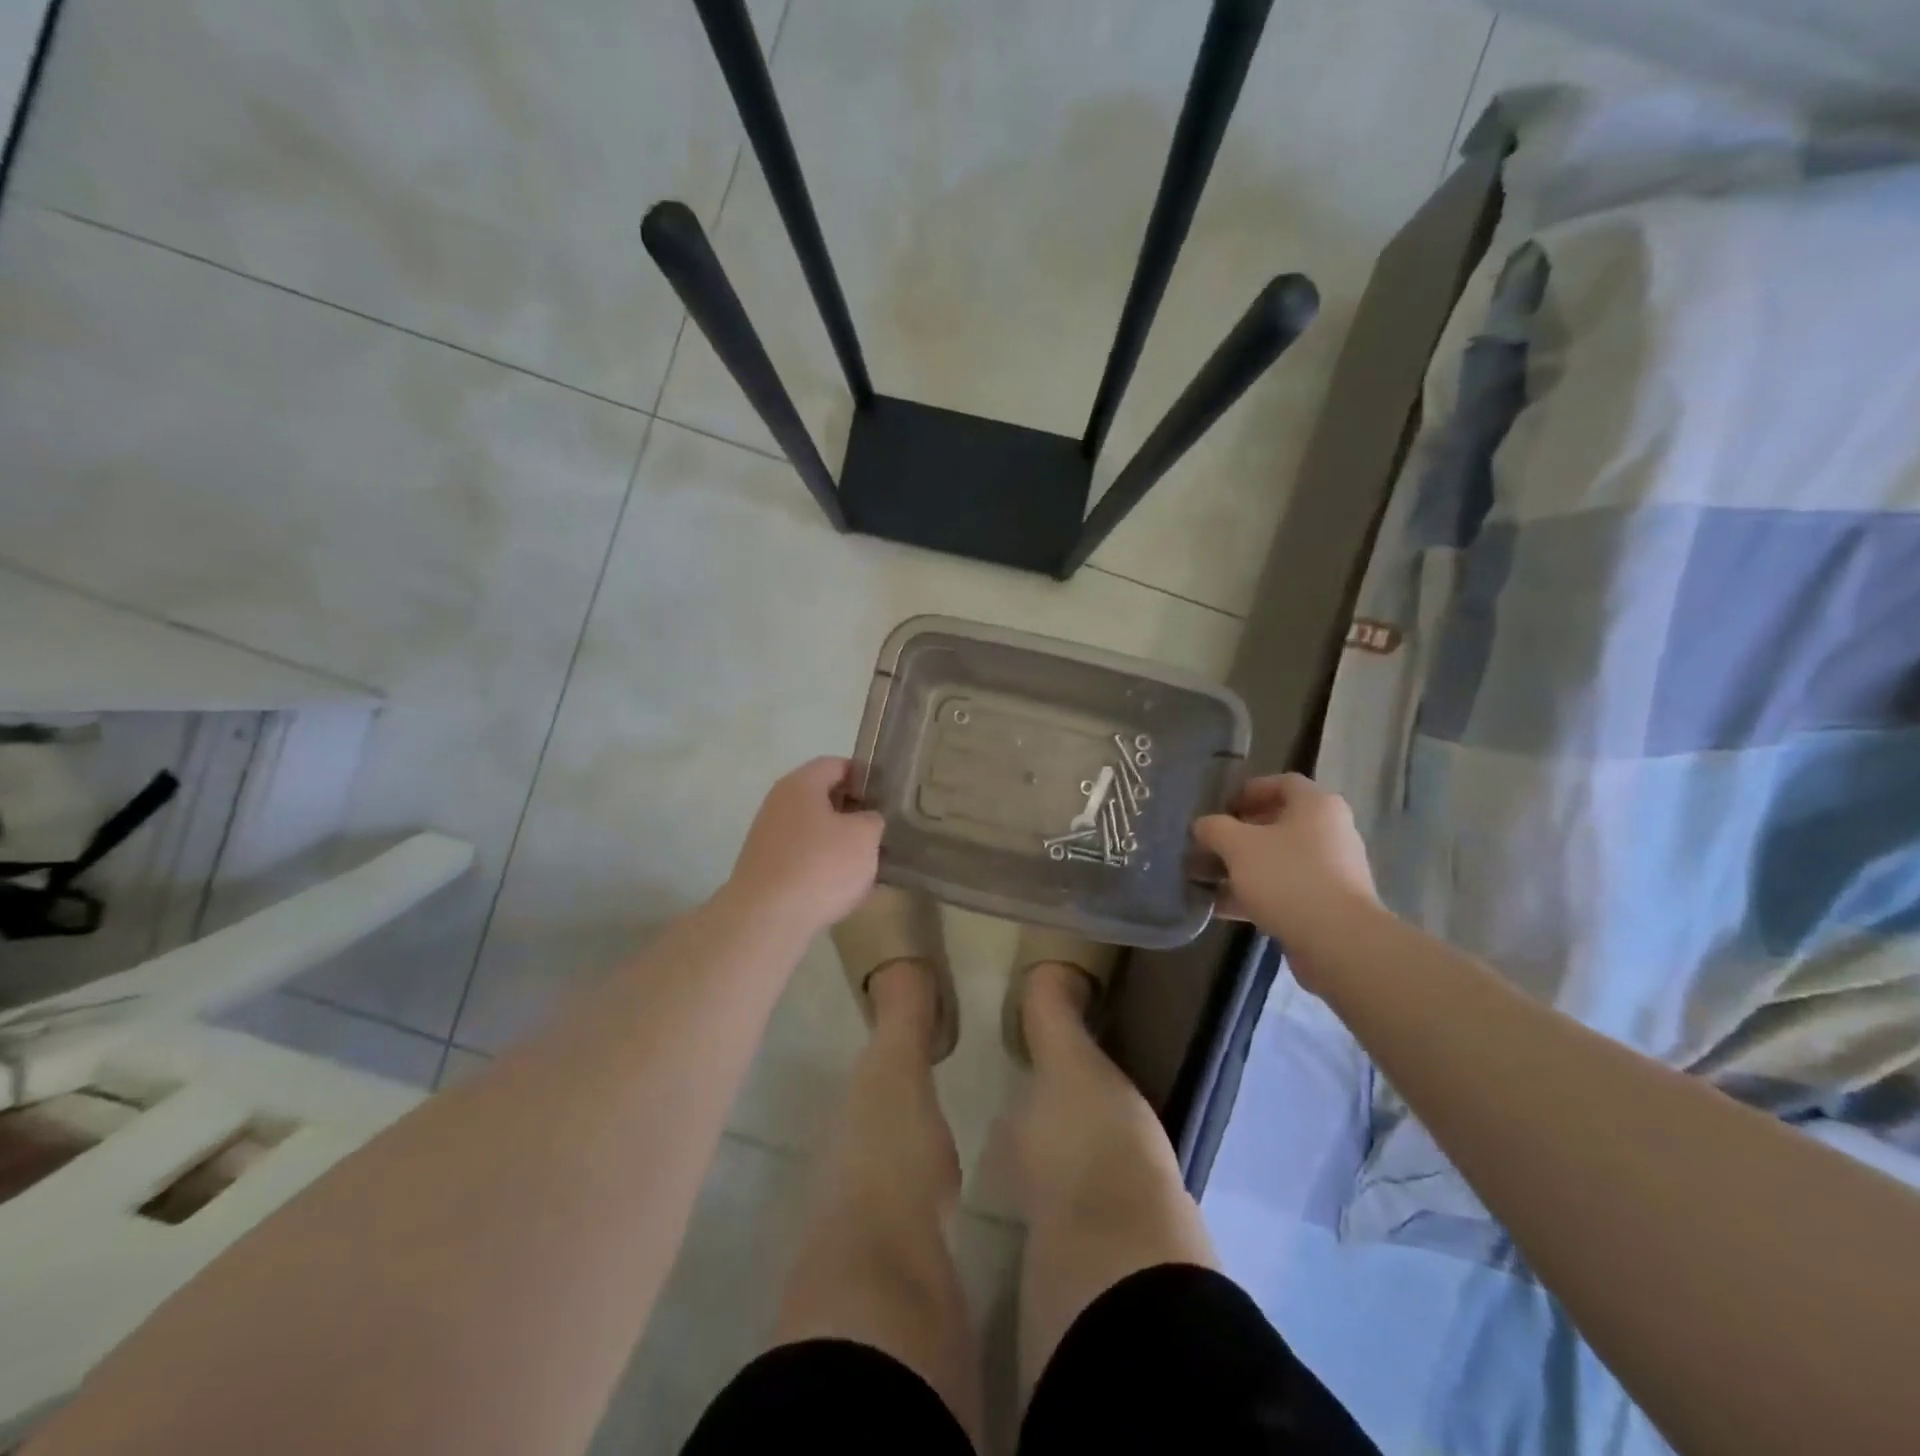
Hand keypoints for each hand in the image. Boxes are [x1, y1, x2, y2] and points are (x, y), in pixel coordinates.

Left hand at [724, 758, 882, 937]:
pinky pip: (803, 858)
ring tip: (868, 864)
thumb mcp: (864, 836)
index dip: (865, 776)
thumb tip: (867, 820)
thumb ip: (873, 819)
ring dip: (840, 843)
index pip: (837, 764)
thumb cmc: (821, 865)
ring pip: (814, 831)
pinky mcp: (765, 869)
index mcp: (801, 784)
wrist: (766, 919)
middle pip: (823, 798)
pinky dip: (823, 867)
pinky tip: (843, 888)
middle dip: (854, 813)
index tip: (887, 797)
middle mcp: (779, 803)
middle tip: (882, 831)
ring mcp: (768, 837)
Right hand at [1193, 774, 1379, 939]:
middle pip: (1278, 823)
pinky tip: (1220, 907)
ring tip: (1205, 879)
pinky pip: (1284, 890)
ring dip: (1241, 867)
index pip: (1282, 783)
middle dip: (1238, 834)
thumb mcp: (1238, 846)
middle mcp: (1330, 832)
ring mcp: (1332, 871)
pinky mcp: (1326, 905)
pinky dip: (1254, 894)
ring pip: (1278, 860)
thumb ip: (1215, 829)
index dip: (1248, 791)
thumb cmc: (1287, 877)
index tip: (1220, 808)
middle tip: (1209, 845)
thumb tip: (1203, 826)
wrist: (1337, 941)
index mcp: (1316, 806)